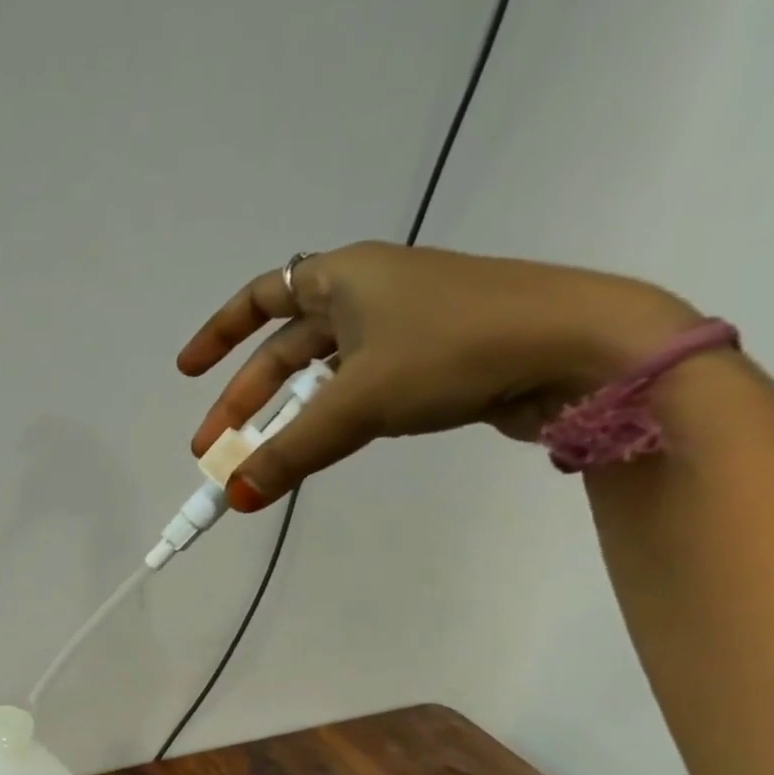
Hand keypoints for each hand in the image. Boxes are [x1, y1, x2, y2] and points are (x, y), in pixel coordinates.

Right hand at [178, 242, 703, 509]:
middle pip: (284, 349)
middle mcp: (369, 293)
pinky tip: (317, 447)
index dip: (217, 335)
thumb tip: (234, 498)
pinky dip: (327, 419)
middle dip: (244, 401)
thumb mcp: (358, 403)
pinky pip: (357, 389)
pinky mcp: (433, 359)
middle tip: (214, 450)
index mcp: (343, 276)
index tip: (187, 373)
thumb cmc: (456, 349)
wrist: (586, 350)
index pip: (259, 296)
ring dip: (284, 417)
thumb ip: (289, 452)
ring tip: (259, 460)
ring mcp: (403, 326)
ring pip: (320, 374)